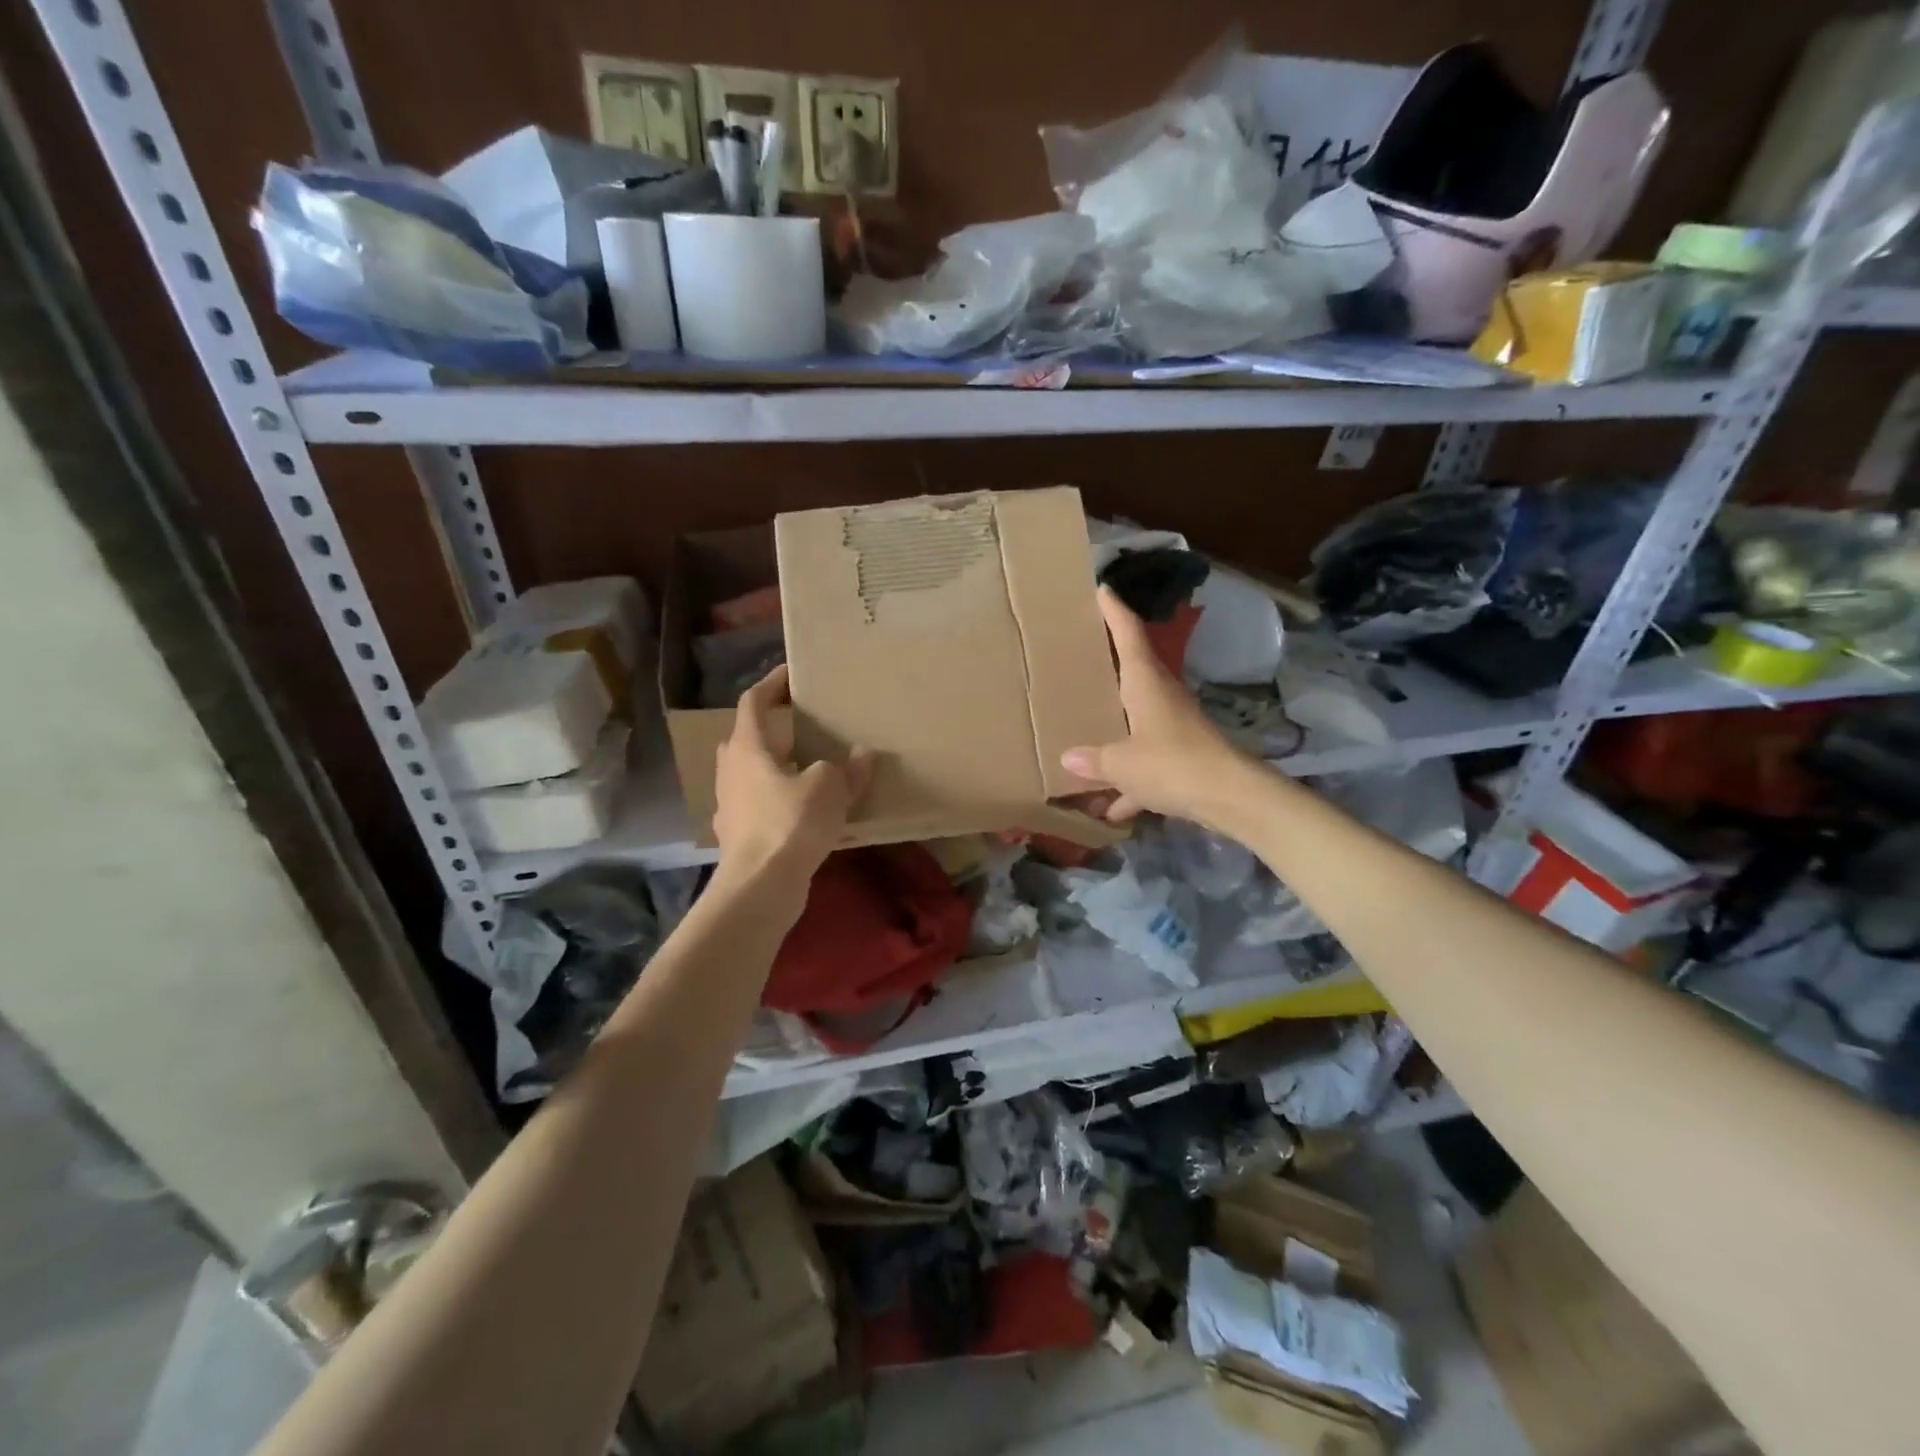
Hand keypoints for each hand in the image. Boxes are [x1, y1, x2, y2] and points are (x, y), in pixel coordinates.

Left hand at [713, 665, 872, 901]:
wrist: (760, 886)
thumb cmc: (790, 823)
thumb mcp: (829, 788)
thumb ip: (846, 768)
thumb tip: (862, 755)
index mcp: (747, 748)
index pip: (753, 702)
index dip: (771, 684)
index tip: (791, 674)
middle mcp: (731, 771)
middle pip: (748, 738)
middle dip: (774, 728)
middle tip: (805, 725)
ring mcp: (731, 805)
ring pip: (753, 774)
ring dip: (777, 766)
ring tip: (810, 767)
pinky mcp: (739, 835)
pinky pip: (759, 805)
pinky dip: (779, 800)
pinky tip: (803, 811)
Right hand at [1062, 588, 1259, 830]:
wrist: (1229, 796)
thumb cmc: (1171, 764)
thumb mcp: (1122, 763)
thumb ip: (1094, 760)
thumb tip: (1068, 757)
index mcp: (1145, 684)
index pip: (1128, 635)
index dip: (1114, 612)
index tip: (1101, 590)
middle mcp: (1161, 698)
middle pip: (1133, 673)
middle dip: (1109, 666)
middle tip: (1081, 656)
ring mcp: (1174, 728)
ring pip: (1138, 721)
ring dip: (1117, 731)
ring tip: (1086, 736)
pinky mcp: (1183, 759)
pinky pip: (1149, 765)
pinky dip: (1131, 783)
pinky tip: (1110, 808)